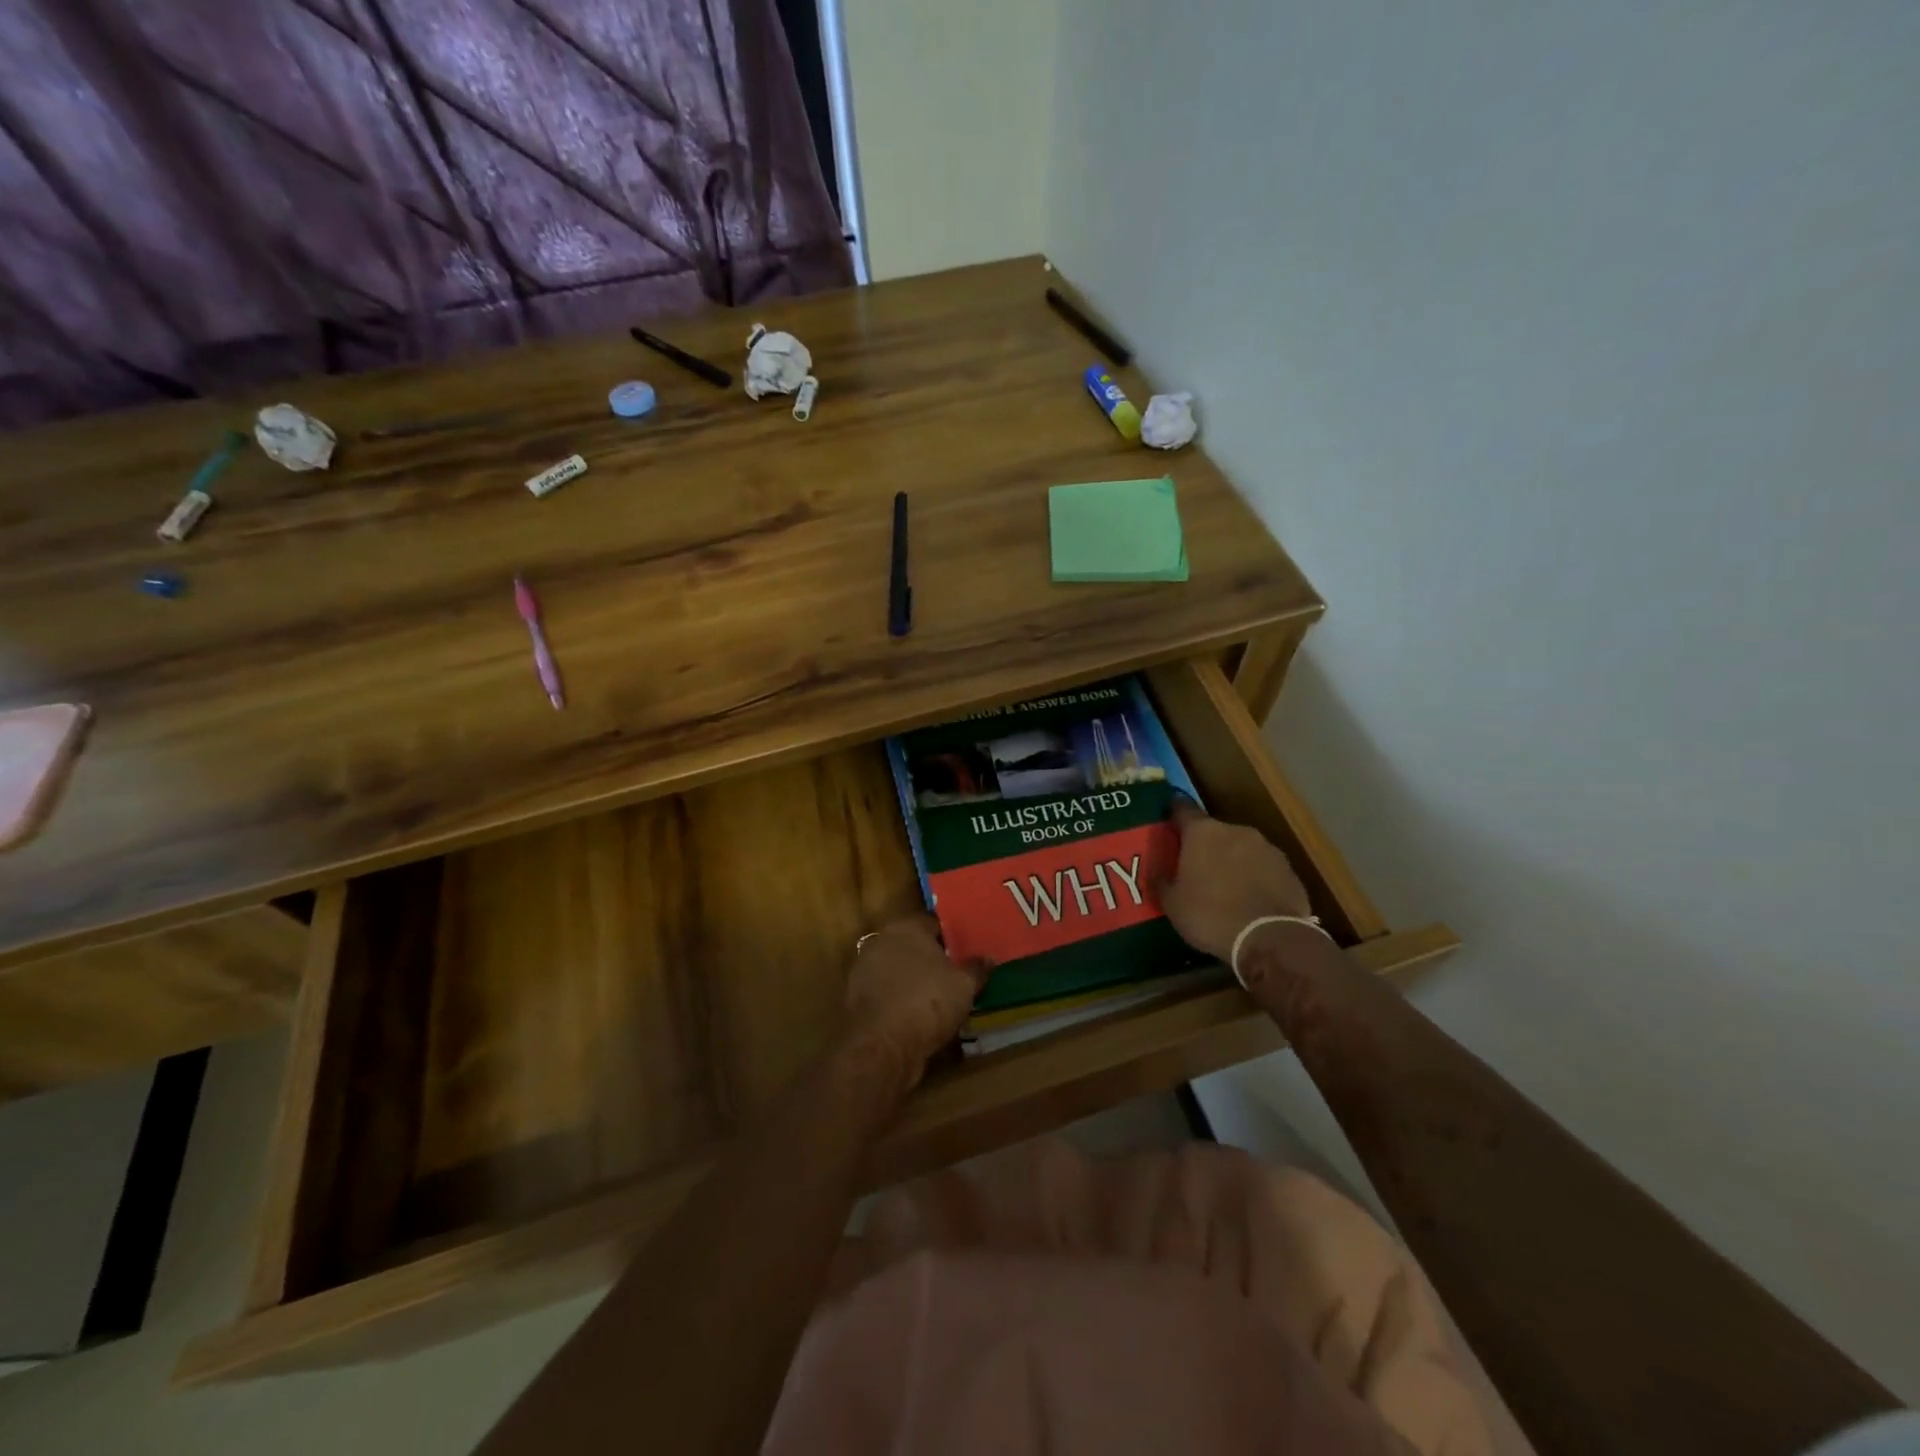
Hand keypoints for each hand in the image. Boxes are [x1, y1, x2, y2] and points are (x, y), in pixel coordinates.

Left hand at [840, 914, 990, 1085]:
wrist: (882, 1045)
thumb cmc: (928, 1002)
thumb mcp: (964, 985)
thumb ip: (976, 968)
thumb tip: (988, 958)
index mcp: (907, 926)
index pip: (934, 923)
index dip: (953, 938)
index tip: (967, 953)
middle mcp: (881, 940)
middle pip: (913, 945)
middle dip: (932, 958)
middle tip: (955, 975)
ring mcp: (865, 969)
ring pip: (898, 970)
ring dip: (914, 980)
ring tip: (938, 999)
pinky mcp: (857, 998)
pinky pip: (887, 992)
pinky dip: (900, 1000)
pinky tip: (917, 1015)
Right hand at [1157, 798, 1312, 962]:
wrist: (1269, 939)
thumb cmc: (1210, 916)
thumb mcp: (1172, 904)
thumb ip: (1162, 881)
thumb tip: (1157, 871)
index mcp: (1203, 833)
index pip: (1182, 809)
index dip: (1174, 814)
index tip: (1168, 820)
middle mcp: (1236, 831)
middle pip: (1214, 831)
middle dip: (1206, 846)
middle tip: (1197, 869)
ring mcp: (1267, 848)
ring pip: (1242, 849)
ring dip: (1233, 861)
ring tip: (1227, 888)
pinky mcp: (1289, 870)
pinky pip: (1264, 868)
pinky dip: (1256, 878)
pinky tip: (1251, 901)